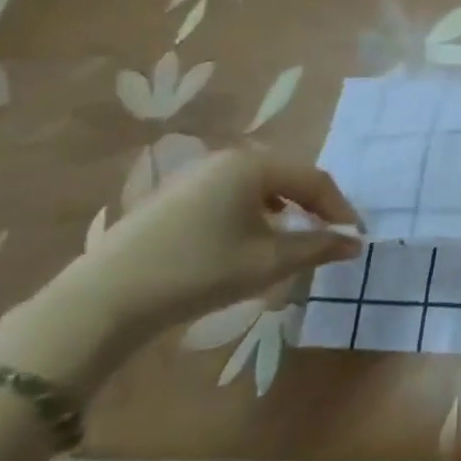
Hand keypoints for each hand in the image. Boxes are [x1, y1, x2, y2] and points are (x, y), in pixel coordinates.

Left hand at [0, 152, 362, 391]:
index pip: (314, 180)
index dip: (340, 209)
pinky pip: (231, 197)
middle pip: (287, 178)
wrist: (104, 300)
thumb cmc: (199, 270)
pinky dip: (254, 215)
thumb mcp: (269, 261)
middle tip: (329, 236)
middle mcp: (225, 160)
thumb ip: (318, 247)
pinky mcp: (172, 198)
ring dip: (284, 212)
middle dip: (313, 207)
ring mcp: (194, 177)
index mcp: (252, 164)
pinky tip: (249, 243)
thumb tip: (355, 243)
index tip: (355, 238)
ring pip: (258, 188)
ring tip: (294, 242)